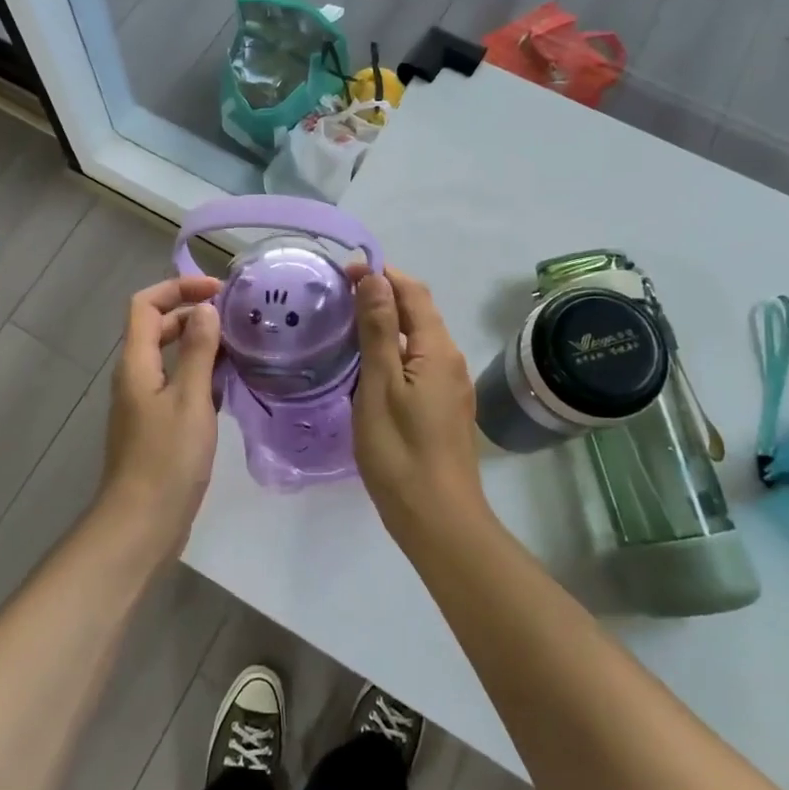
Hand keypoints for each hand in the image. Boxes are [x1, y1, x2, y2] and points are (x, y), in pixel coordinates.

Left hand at [100, 275, 222, 557]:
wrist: (142, 524)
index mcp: (136, 363)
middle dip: (193, 315)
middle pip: (158, 328)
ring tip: (241, 348)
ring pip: (171, 359)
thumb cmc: (166, 459)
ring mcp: (145, 403)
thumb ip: (198, 352)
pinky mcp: (158, 427)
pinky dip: (202, 377)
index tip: (217, 291)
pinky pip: (179, 386)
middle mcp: (136, 377)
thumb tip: (205, 309)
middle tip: (235, 319)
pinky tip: (231, 387)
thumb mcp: (189, 400)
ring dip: (201, 347)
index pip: (146, 304)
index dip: (178, 288)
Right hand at [349, 266, 487, 546]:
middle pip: (419, 313)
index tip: (344, 271)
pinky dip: (393, 351)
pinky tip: (368, 365)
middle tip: (339, 295)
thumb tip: (374, 278)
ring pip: (418, 340)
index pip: (413, 292)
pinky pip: (418, 364)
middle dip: (383, 295)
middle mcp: (450, 360)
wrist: (437, 518)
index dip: (382, 274)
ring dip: (388, 324)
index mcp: (438, 349)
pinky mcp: (443, 408)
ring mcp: (450, 386)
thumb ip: (379, 329)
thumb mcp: (380, 385)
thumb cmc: (401, 450)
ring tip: (347, 325)